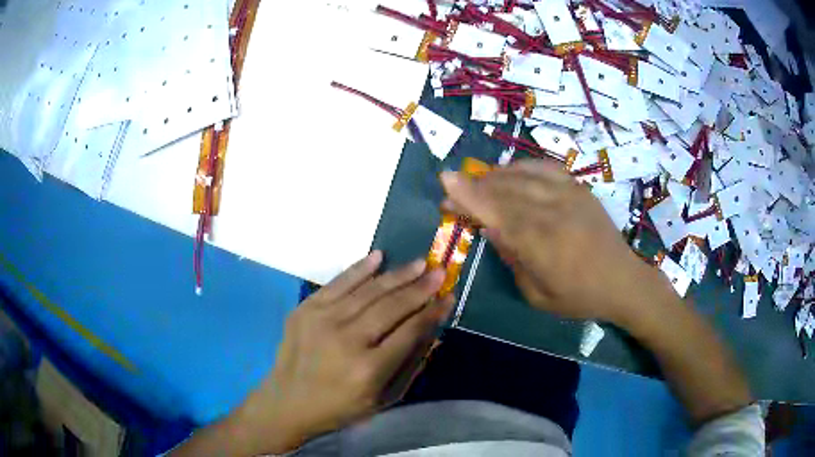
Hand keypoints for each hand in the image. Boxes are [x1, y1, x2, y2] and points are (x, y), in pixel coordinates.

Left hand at [232, 252, 452, 453]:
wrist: (287, 402)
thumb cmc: (339, 408)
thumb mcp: (382, 400)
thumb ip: (410, 366)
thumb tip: (433, 332)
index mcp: (369, 369)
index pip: (410, 332)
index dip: (432, 312)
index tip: (448, 297)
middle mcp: (347, 340)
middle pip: (391, 306)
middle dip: (420, 288)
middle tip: (439, 271)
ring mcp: (322, 320)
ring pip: (368, 291)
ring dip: (397, 275)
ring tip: (419, 263)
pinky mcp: (305, 310)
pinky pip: (338, 283)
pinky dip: (359, 268)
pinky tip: (379, 256)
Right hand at [441, 159, 665, 324]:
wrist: (623, 280)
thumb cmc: (579, 297)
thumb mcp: (538, 295)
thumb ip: (513, 259)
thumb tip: (491, 229)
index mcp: (541, 243)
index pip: (496, 212)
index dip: (468, 196)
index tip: (444, 182)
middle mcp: (553, 212)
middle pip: (505, 190)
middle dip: (474, 185)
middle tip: (454, 186)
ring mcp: (569, 195)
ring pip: (522, 176)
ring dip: (495, 175)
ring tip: (478, 180)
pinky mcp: (580, 188)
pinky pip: (546, 168)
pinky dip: (523, 166)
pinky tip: (511, 171)